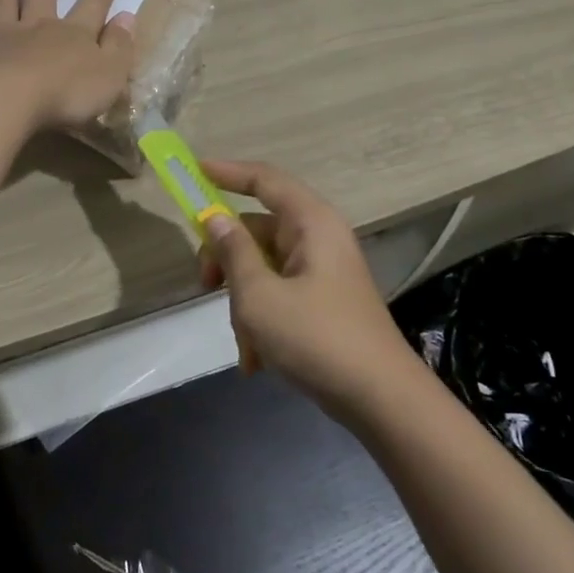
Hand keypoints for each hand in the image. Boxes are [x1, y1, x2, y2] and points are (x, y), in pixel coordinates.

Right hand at [198, 159, 412, 415]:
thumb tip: (214, 218)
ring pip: (262, 268)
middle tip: (204, 284)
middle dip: (226, 258)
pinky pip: (278, 295)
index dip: (227, 172)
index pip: (264, 180)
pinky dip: (261, 320)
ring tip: (245, 342)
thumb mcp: (259, 295)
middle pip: (256, 229)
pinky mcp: (323, 302)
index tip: (192, 172)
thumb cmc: (316, 338)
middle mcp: (318, 239)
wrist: (380, 400)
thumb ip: (233, 252)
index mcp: (310, 223)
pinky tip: (256, 360)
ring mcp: (322, 272)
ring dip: (243, 301)